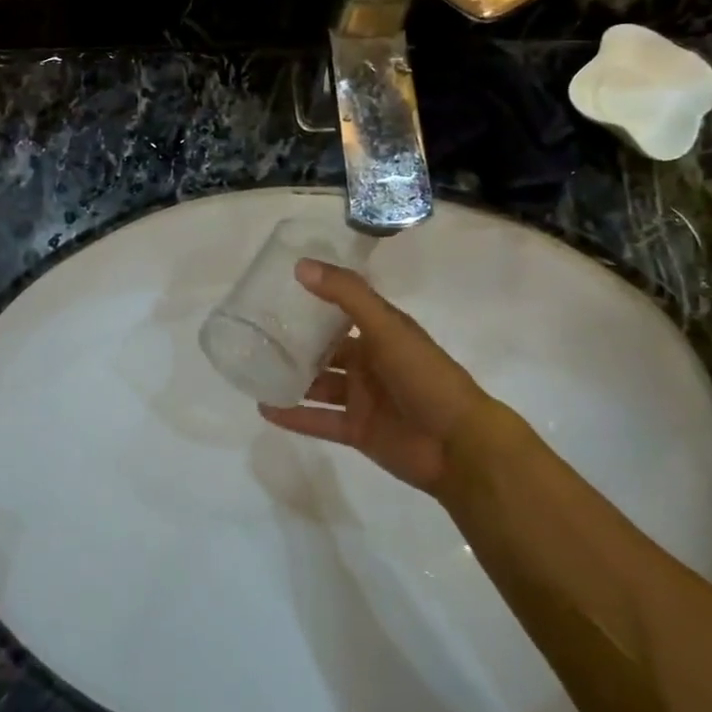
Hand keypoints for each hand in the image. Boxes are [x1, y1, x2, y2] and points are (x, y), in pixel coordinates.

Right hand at [259, 260, 499, 491]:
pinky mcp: (357, 431)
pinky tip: (264, 408)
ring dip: (291, 378)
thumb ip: (346, 296)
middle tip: (254, 332)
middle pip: (326, 349)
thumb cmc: (426, 376)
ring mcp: (362, 398)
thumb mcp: (387, 327)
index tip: (275, 289)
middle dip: (295, 342)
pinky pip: (318, 419)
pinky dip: (293, 415)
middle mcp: (369, 362)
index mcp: (381, 333)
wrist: (459, 445)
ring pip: (319, 385)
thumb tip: (301, 266)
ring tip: (252, 369)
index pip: (341, 310)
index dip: (313, 299)